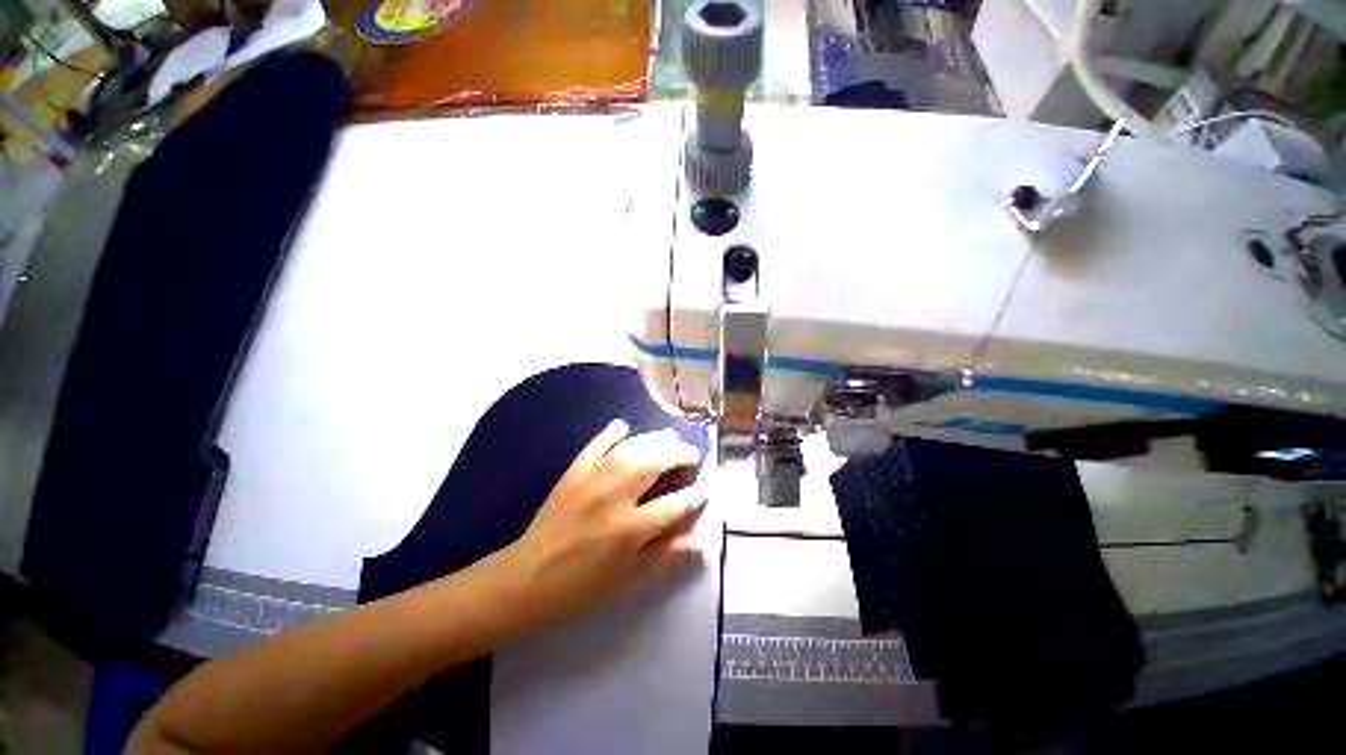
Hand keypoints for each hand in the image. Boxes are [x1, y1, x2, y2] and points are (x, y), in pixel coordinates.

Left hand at [500, 420, 706, 629]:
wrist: (528, 577)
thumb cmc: (582, 585)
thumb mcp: (627, 578)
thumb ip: (665, 556)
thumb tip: (701, 545)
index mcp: (630, 528)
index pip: (674, 505)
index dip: (695, 496)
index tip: (706, 488)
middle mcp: (615, 496)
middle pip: (655, 464)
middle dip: (679, 455)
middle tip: (691, 454)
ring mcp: (593, 480)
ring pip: (631, 449)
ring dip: (653, 440)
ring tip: (669, 437)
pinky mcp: (573, 473)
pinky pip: (595, 445)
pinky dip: (609, 432)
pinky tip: (622, 425)